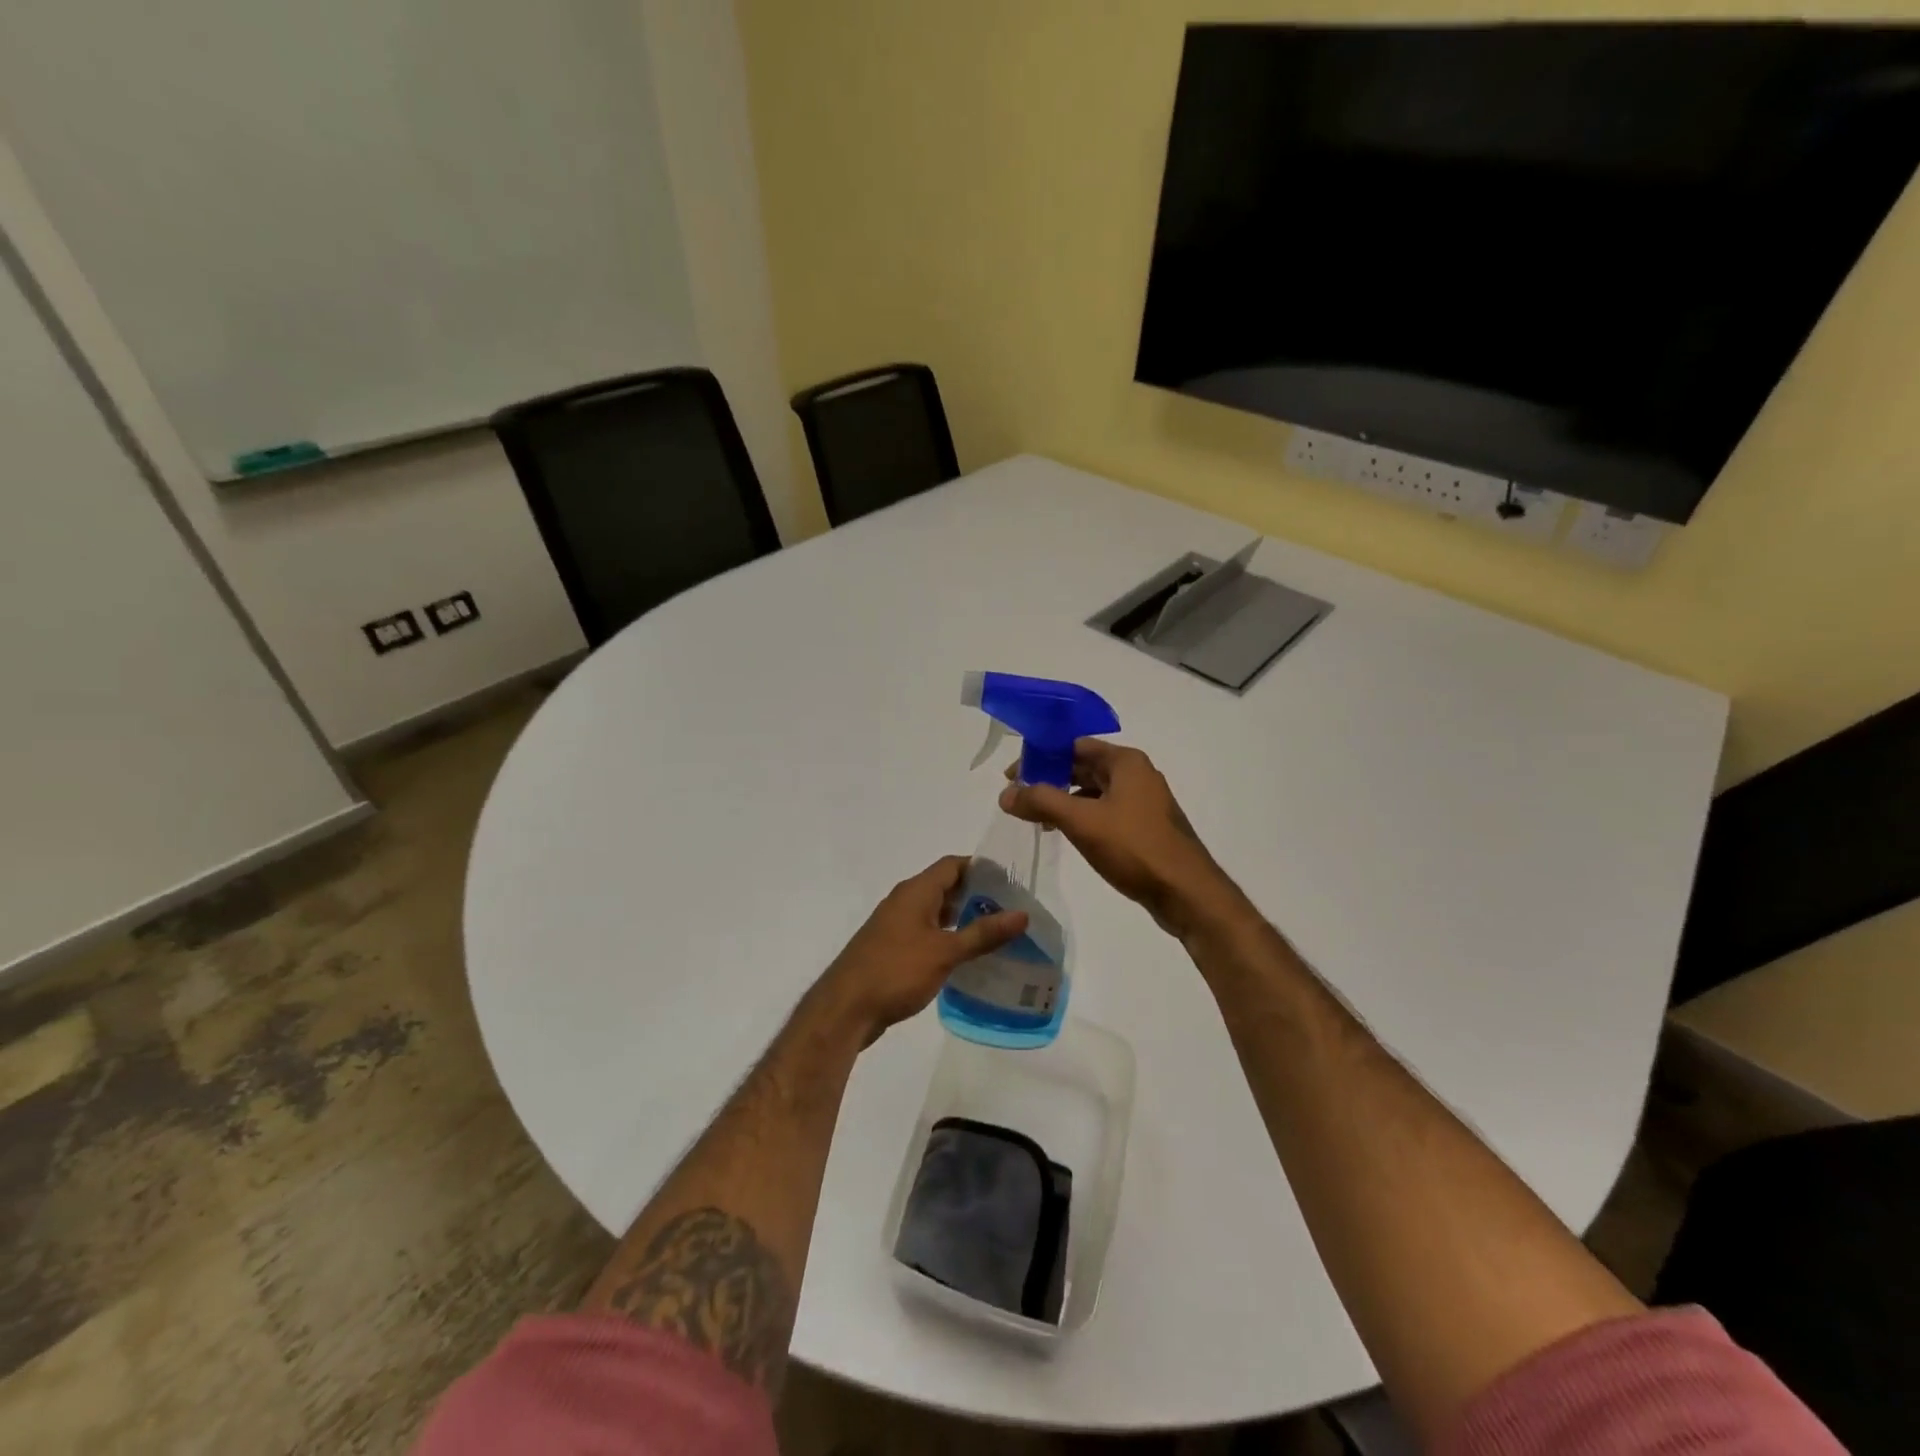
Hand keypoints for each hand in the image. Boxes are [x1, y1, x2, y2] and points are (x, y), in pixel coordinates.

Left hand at [812, 856, 1026, 1043]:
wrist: (846, 1008)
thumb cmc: (896, 971)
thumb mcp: (945, 951)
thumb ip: (983, 933)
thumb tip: (1022, 914)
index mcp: (916, 891)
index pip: (953, 864)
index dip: (981, 867)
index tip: (1011, 881)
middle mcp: (905, 901)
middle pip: (945, 887)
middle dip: (977, 895)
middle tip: (1011, 910)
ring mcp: (896, 926)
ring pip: (936, 912)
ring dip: (963, 919)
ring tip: (997, 934)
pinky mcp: (892, 949)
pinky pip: (926, 934)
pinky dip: (947, 938)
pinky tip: (967, 958)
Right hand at [999, 741, 1238, 938]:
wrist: (1186, 892)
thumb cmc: (1134, 847)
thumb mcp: (1082, 821)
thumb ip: (1041, 801)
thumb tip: (1006, 794)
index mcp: (1125, 762)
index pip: (1074, 746)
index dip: (1040, 756)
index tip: (1012, 777)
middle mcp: (1137, 774)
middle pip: (1083, 767)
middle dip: (1050, 779)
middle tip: (1018, 798)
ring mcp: (1143, 802)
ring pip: (1094, 791)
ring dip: (1065, 800)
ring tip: (1037, 819)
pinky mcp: (1145, 827)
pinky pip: (1106, 812)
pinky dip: (1083, 817)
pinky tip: (1067, 834)